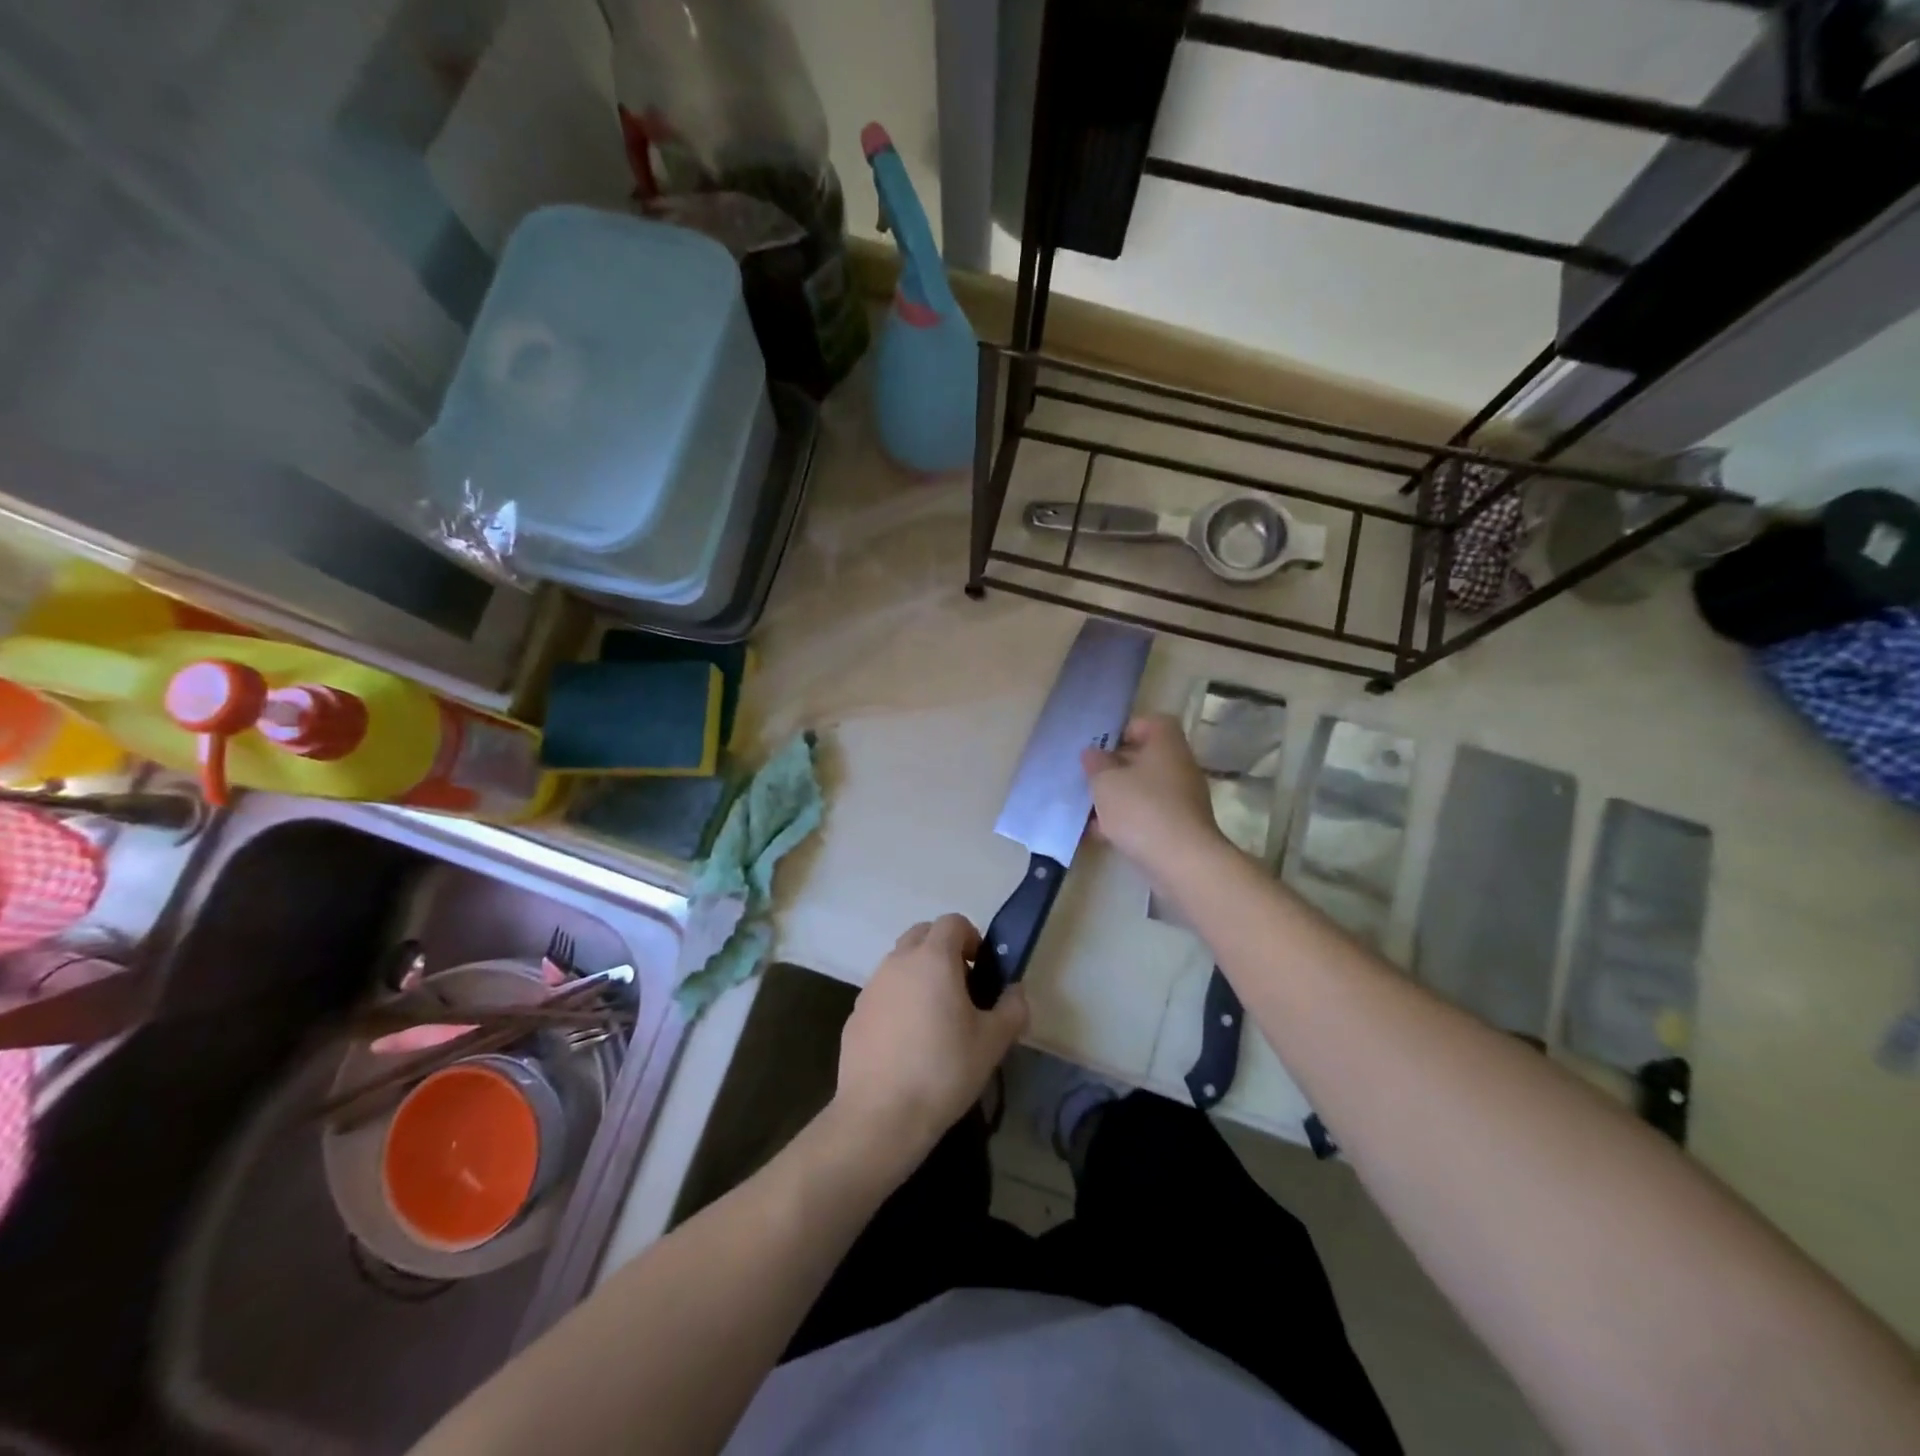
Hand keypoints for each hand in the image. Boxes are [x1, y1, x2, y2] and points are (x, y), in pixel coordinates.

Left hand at [832, 914, 1028, 1171]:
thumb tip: (1015, 992)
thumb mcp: (993, 1042)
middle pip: (922, 935)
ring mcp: (872, 986)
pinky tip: (908, 1041)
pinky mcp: (855, 1013)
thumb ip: (1012, 1008)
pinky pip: (883, 992)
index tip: (981, 970)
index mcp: (933, 958)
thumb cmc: (944, 1070)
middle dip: (944, 950)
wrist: (881, 1115)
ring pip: (900, 963)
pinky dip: (898, 1000)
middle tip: (962, 988)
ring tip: (935, 1018)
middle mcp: (898, 962)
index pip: (953, 922)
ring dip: (919, 974)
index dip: (972, 938)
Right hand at [1082, 713, 1224, 879]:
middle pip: (1145, 758)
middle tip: (1090, 779)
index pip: (1150, 722)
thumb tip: (1092, 753)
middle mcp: (1179, 765)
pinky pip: (1149, 814)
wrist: (1182, 861)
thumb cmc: (1141, 809)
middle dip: (1115, 768)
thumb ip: (1095, 764)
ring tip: (1090, 811)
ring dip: (1119, 797)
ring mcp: (1183, 798)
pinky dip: (1129, 820)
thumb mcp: (1106, 781)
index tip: (1101, 748)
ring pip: (1145, 789)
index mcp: (1166, 744)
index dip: (1124, 730)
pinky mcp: (1181, 827)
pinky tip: (1103, 834)